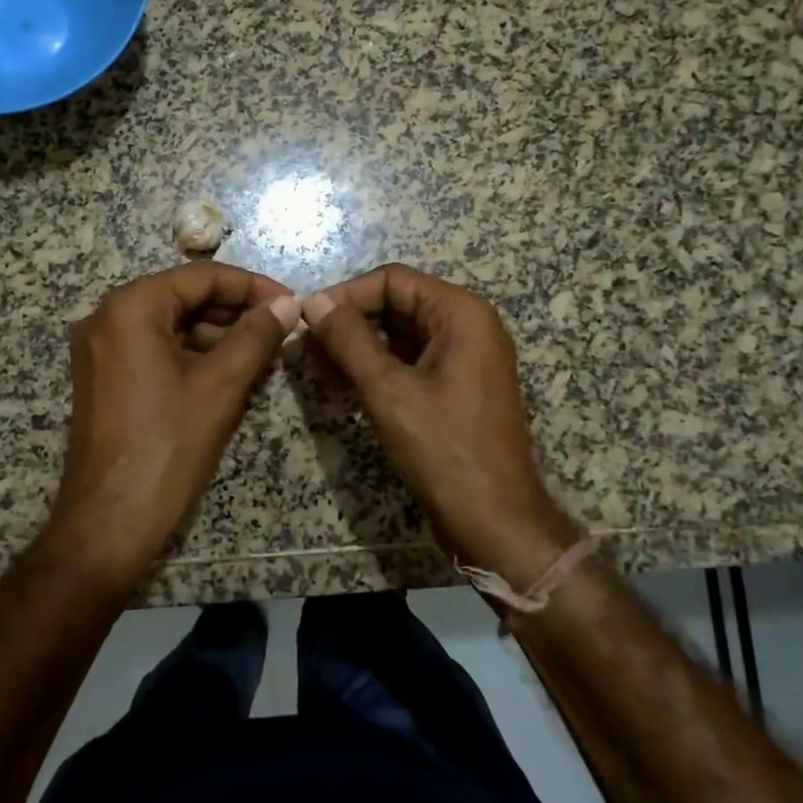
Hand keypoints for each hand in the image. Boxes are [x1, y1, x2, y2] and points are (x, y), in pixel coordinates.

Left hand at [49, 263, 301, 584]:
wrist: (108, 523)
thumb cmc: (166, 446)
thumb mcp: (220, 386)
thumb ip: (256, 336)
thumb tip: (288, 305)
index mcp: (131, 308)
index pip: (202, 277)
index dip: (252, 287)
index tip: (291, 303)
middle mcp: (108, 318)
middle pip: (185, 298)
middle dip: (236, 312)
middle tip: (282, 331)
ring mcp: (102, 350)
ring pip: (173, 325)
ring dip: (219, 336)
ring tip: (265, 355)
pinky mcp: (106, 378)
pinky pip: (157, 350)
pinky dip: (195, 356)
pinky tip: (232, 374)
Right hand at [303, 264, 579, 586]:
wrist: (495, 522)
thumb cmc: (444, 450)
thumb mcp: (389, 391)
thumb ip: (349, 340)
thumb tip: (314, 302)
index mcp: (461, 313)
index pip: (393, 280)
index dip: (347, 294)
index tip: (307, 320)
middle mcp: (467, 325)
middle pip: (397, 303)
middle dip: (351, 321)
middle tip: (308, 346)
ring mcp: (465, 357)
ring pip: (400, 333)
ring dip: (359, 345)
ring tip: (318, 365)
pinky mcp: (457, 386)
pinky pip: (411, 360)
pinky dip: (378, 366)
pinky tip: (344, 383)